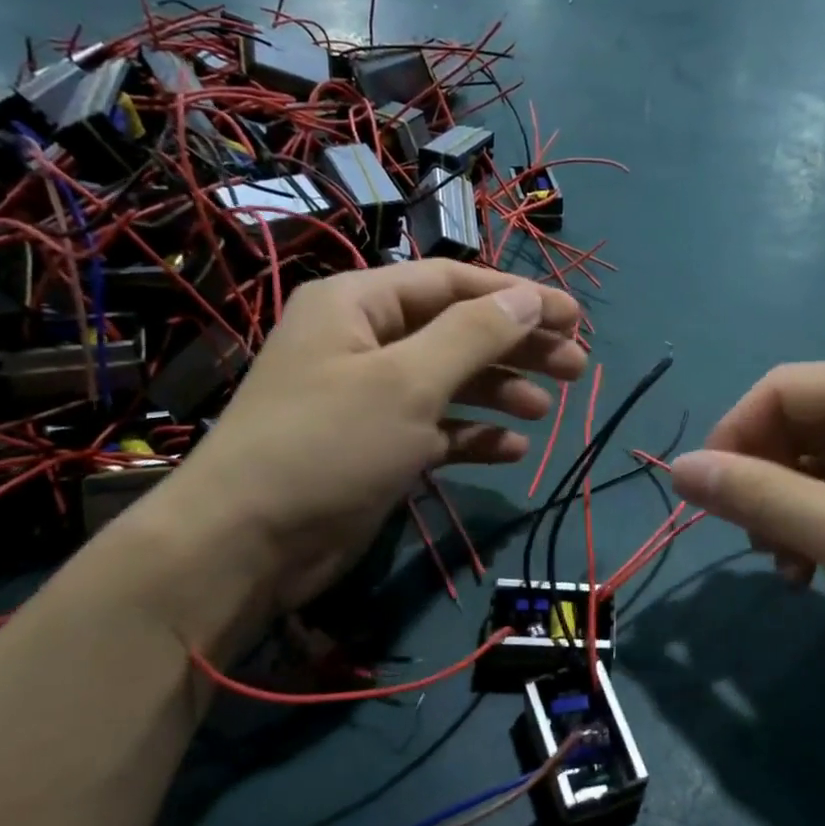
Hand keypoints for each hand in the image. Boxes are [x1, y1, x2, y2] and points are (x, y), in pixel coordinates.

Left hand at [148, 262, 584, 613]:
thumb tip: (529, 296)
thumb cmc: (330, 443)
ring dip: (499, 391)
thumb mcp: (409, 380)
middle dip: (516, 346)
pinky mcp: (377, 447)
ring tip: (546, 408)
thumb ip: (475, 334)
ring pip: (450, 381)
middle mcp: (364, 342)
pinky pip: (437, 429)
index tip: (573, 316)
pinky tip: (511, 449)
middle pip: (457, 331)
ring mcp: (370, 398)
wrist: (248, 543)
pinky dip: (473, 435)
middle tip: (576, 366)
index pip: (453, 282)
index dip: (517, 296)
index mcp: (360, 304)